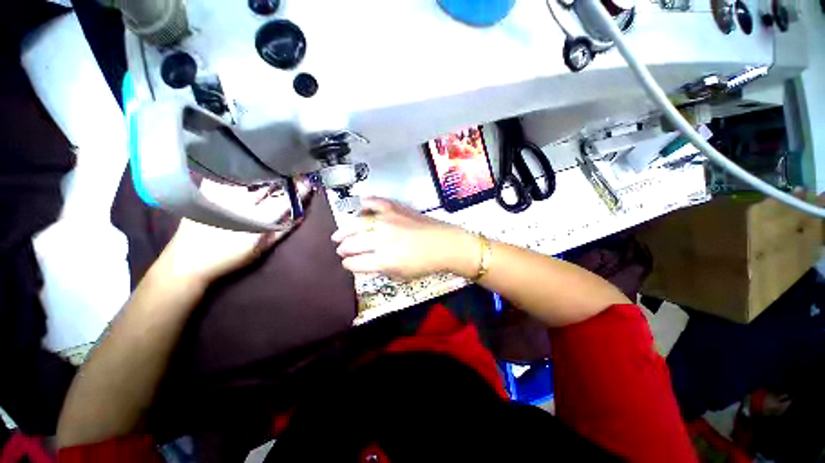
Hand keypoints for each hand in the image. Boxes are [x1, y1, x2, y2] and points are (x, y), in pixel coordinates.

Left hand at [154, 178, 311, 286]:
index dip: (298, 191)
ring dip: (264, 174)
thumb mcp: (260, 249)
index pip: (284, 201)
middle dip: (282, 178)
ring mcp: (221, 195)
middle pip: (267, 185)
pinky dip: (241, 174)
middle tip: (292, 174)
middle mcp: (240, 203)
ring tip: (273, 171)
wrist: (188, 261)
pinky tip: (247, 173)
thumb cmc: (229, 258)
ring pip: (249, 178)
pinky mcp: (205, 191)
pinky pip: (228, 177)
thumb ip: (282, 231)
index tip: (307, 182)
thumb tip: (299, 215)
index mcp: (256, 219)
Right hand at [332, 197, 479, 278]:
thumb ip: (381, 269)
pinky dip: (365, 203)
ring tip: (338, 234)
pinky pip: (376, 203)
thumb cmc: (425, 263)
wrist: (445, 244)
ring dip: (345, 230)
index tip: (346, 263)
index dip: (348, 264)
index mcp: (384, 260)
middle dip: (343, 248)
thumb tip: (367, 262)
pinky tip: (359, 206)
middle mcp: (381, 239)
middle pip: (353, 243)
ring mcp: (387, 221)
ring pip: (357, 224)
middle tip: (341, 249)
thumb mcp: (401, 274)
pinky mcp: (395, 209)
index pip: (355, 262)